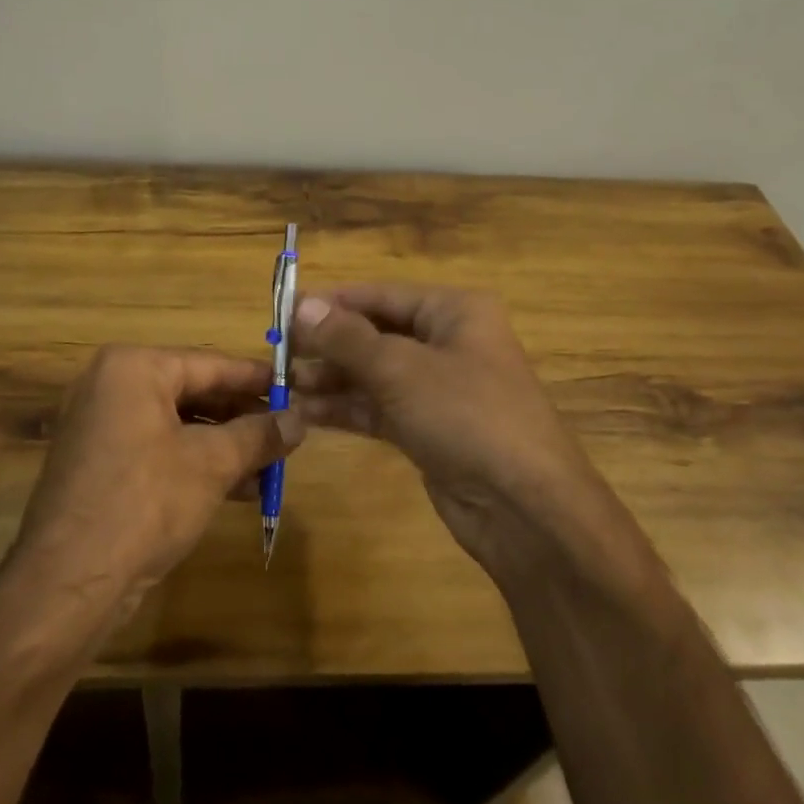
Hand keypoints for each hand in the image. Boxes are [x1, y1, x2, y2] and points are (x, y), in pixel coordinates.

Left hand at [11, 346, 303, 613]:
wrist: (68, 584)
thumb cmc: (145, 502)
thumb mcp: (211, 464)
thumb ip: (258, 435)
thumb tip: (300, 419)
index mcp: (132, 368)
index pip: (209, 364)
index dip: (257, 379)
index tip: (296, 387)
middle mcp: (110, 387)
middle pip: (193, 392)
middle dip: (242, 417)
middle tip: (287, 431)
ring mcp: (100, 427)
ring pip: (177, 425)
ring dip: (225, 445)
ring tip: (272, 464)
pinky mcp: (99, 465)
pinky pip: (158, 450)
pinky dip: (195, 464)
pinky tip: (239, 488)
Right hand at [289, 285, 641, 585]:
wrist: (526, 509)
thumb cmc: (467, 415)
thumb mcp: (400, 369)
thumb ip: (346, 337)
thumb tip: (301, 305)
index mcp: (453, 311)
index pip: (380, 294)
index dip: (331, 302)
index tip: (282, 311)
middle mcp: (447, 342)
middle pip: (375, 333)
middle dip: (327, 344)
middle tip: (276, 354)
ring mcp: (439, 388)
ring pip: (373, 373)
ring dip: (330, 378)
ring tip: (281, 384)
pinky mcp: (429, 428)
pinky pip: (379, 407)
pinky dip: (346, 408)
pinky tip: (306, 411)